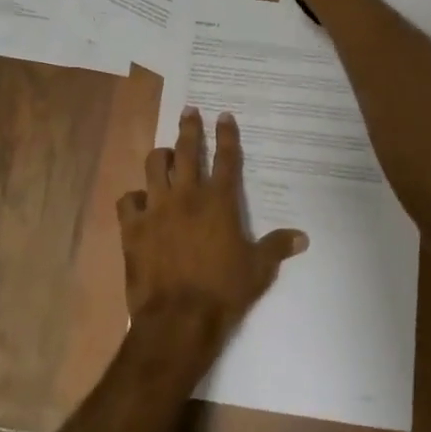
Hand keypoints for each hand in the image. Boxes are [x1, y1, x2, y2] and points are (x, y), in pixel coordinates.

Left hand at [117, 109, 307, 356]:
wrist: (178, 319)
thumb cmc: (223, 292)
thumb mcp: (258, 270)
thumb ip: (277, 247)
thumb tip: (303, 237)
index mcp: (218, 201)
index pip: (225, 158)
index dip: (226, 134)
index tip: (223, 115)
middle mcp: (186, 195)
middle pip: (186, 150)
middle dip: (189, 127)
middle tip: (189, 111)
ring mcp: (156, 208)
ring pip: (153, 166)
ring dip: (160, 157)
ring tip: (164, 155)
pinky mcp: (133, 228)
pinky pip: (127, 200)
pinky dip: (133, 198)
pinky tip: (138, 202)